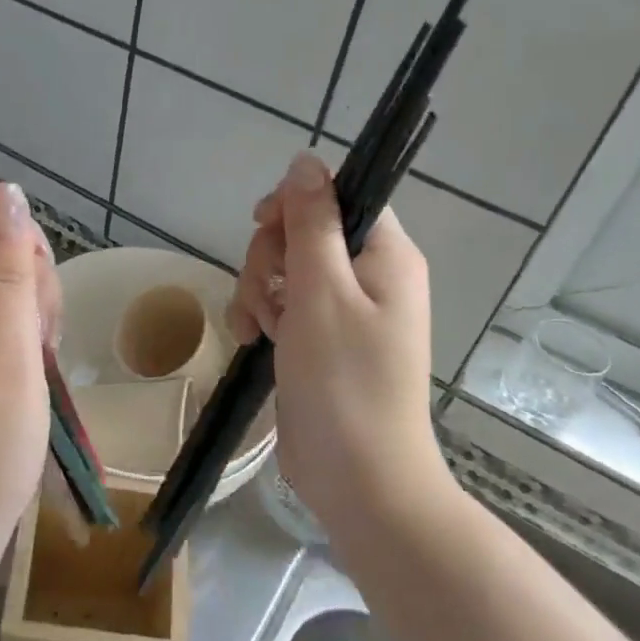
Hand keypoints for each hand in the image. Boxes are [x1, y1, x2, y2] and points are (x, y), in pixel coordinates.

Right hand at [227, 152, 448, 531]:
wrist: (359, 479)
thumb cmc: (344, 381)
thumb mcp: (321, 290)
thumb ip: (311, 221)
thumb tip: (306, 160)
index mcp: (386, 254)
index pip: (338, 195)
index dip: (295, 204)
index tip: (265, 226)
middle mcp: (369, 275)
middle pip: (304, 231)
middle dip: (270, 257)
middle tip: (268, 294)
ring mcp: (343, 310)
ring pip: (284, 268)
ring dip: (259, 290)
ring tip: (261, 328)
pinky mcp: (319, 339)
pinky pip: (282, 304)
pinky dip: (262, 315)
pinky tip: (253, 340)